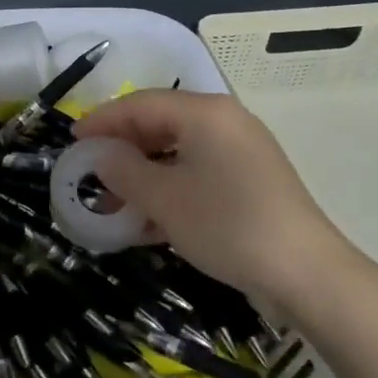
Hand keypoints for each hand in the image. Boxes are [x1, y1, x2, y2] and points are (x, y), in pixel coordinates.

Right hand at [74, 89, 362, 316]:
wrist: (306, 273)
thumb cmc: (226, 224)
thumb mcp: (163, 198)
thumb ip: (123, 170)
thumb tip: (100, 156)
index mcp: (204, 112)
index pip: (139, 103)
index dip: (101, 120)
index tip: (72, 141)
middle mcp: (224, 122)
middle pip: (159, 124)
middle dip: (121, 150)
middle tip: (91, 173)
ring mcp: (241, 151)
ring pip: (177, 152)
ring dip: (142, 175)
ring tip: (114, 204)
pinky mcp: (250, 181)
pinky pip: (197, 173)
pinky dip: (169, 189)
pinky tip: (148, 220)